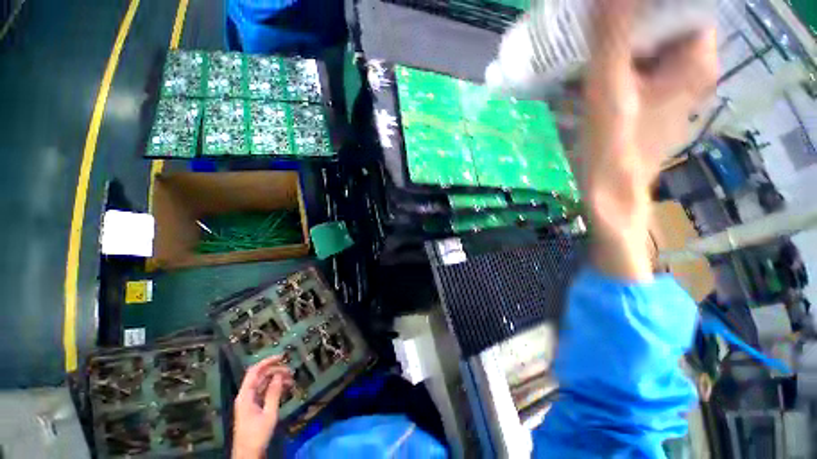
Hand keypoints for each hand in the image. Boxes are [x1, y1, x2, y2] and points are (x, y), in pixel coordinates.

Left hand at [232, 356, 293, 458]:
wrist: (248, 454)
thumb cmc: (257, 434)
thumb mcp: (269, 413)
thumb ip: (273, 393)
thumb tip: (279, 374)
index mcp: (246, 395)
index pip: (254, 371)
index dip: (267, 361)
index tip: (282, 357)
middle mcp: (246, 395)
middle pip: (260, 376)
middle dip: (276, 371)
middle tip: (291, 371)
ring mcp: (249, 401)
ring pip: (263, 383)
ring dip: (277, 379)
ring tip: (291, 380)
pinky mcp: (254, 407)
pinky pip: (264, 392)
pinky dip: (275, 388)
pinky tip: (286, 388)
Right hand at [582, 0, 716, 279]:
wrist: (611, 192)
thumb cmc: (614, 146)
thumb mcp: (610, 89)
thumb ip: (610, 37)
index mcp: (696, 61)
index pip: (682, 6)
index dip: (650, 1)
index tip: (613, 4)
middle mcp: (692, 70)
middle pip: (665, 25)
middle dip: (629, 17)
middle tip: (595, 18)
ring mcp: (672, 87)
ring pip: (650, 47)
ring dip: (620, 39)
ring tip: (588, 38)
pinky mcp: (653, 101)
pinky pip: (639, 68)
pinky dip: (616, 62)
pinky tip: (592, 67)